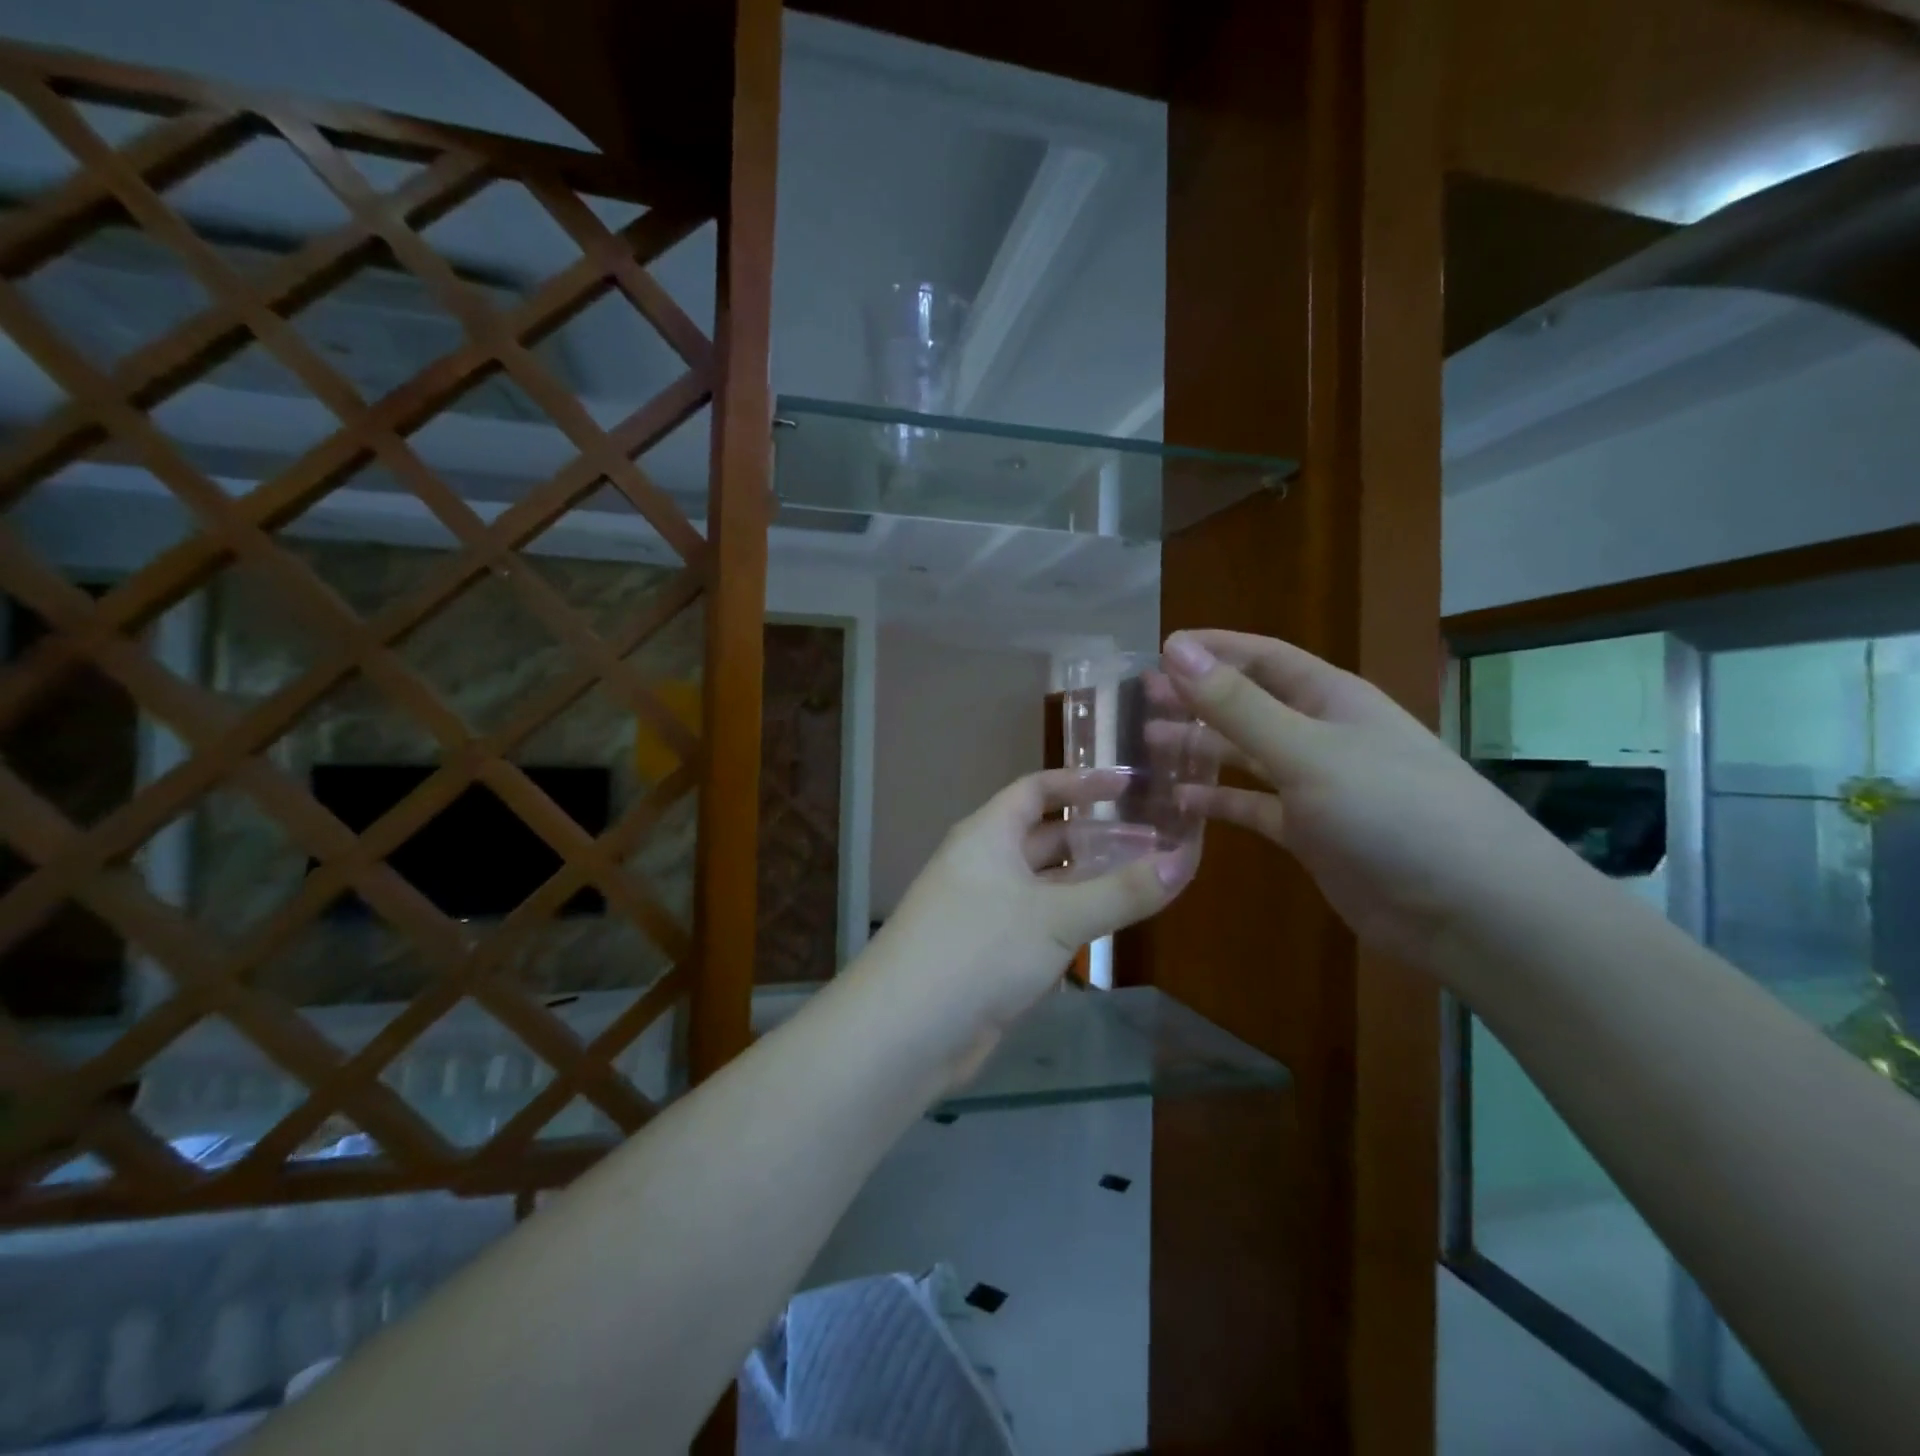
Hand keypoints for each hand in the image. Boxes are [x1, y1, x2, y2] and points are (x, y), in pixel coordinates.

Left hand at [869, 768, 1195, 1059]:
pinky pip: (1039, 923)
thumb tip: (1184, 861)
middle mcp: (984, 864)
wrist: (906, 1032)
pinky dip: (1072, 920)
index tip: (1130, 784)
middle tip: (1153, 841)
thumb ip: (1120, 892)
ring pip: (1046, 885)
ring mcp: (985, 910)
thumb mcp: (1056, 917)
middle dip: (1095, 837)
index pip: (1036, 790)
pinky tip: (1109, 928)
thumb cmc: (978, 950)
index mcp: (988, 834)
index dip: (1081, 783)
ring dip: (1088, 882)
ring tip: (1145, 880)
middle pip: (1046, 837)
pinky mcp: (990, 953)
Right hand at [1162, 630, 1571, 970]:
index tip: (1159, 649)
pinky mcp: (1311, 834)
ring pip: (1245, 757)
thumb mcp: (1307, 751)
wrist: (1470, 911)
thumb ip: (1238, 705)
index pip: (1263, 657)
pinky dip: (1219, 804)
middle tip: (1140, 700)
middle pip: (1249, 705)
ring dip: (1201, 749)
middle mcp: (1323, 735)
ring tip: (1149, 746)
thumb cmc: (1393, 811)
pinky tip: (1182, 804)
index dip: (1213, 649)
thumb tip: (1176, 650)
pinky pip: (1253, 808)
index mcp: (1331, 700)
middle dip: (1198, 699)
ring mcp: (1317, 787)